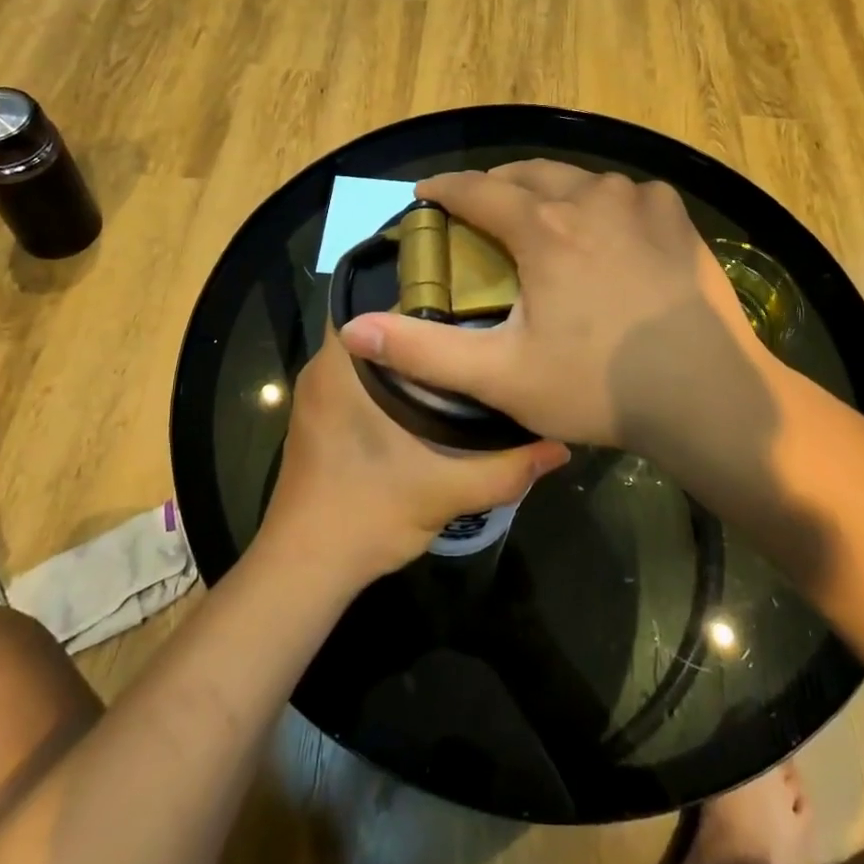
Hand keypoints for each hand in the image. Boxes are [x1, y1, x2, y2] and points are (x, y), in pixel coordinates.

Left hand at [260, 327, 570, 585]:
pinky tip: (433, 398)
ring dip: (410, 356)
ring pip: (371, 356)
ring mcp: (317, 396)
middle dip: (426, 326)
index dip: (429, 294)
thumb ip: (506, 468)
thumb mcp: (445, 491)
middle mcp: (324, 369)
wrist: (303, 570)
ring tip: (466, 355)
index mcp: (343, 366)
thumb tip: (560, 446)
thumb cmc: (365, 515)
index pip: (382, 303)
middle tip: (481, 327)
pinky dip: (392, 381)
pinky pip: (360, 380)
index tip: (473, 298)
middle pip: (380, 328)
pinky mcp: (320, 420)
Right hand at [335, 163, 777, 475]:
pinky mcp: (676, 216)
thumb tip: (354, 329)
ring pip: (578, 179)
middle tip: (482, 211)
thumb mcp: (501, 376)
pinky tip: (606, 231)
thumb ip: (423, 350)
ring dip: (551, 192)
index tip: (426, 195)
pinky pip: (626, 194)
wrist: (708, 396)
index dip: (445, 190)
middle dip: (496, 185)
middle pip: (528, 173)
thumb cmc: (598, 386)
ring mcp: (639, 201)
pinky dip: (603, 203)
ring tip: (542, 219)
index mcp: (542, 228)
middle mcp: (589, 197)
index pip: (476, 190)